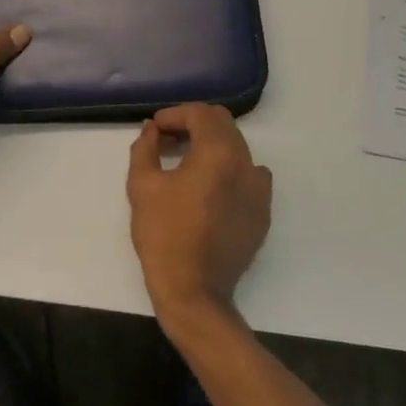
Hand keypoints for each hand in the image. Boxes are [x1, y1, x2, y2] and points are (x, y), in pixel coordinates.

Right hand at [127, 104, 272, 332]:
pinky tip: (207, 188)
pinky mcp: (262, 212)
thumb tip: (151, 130)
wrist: (194, 292)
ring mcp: (260, 189)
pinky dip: (228, 169)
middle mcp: (247, 164)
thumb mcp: (142, 185)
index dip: (174, 114)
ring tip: (185, 162)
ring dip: (211, 145)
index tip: (154, 129)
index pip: (200, 113)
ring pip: (237, 148)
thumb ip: (145, 147)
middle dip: (193, 124)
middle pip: (223, 125)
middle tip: (167, 139)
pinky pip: (248, 175)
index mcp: (219, 153)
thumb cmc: (164, 235)